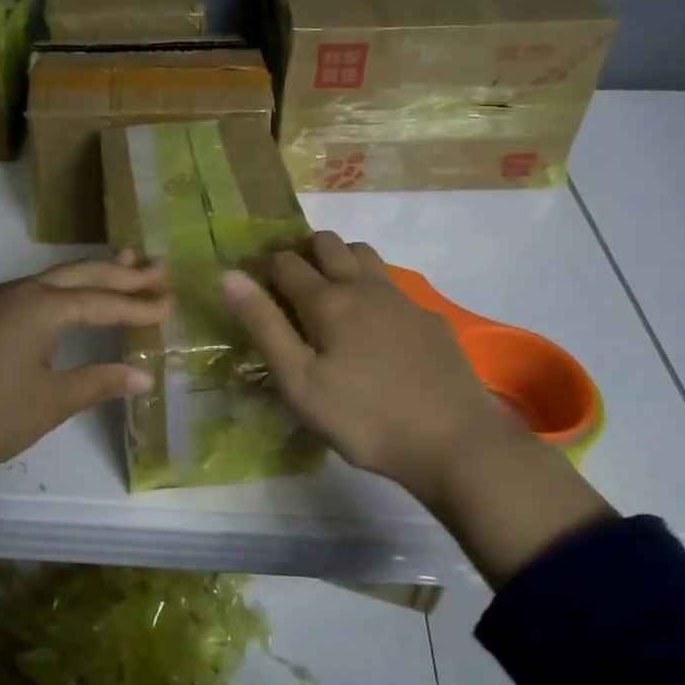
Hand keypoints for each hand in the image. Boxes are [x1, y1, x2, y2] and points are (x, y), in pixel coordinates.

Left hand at [0, 253, 170, 469]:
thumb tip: (143, 376)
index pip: (102, 302)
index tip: (170, 304)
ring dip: (91, 274)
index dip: (138, 305)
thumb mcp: (51, 401)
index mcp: (42, 308)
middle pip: (80, 275)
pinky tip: (70, 295)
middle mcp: (21, 293)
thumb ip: (99, 382)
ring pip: (55, 278)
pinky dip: (64, 288)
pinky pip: (35, 291)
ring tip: (124, 263)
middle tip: (157, 267)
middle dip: (121, 272)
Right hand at [221, 232, 504, 501]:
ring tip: (329, 293)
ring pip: (364, 254)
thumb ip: (264, 326)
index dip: (263, 265)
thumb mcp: (299, 382)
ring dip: (340, 260)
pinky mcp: (429, 318)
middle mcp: (363, 286)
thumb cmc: (363, 419)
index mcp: (326, 301)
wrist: (453, 442)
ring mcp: (401, 299)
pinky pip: (393, 285)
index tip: (253, 282)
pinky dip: (372, 288)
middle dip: (302, 252)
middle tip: (289, 284)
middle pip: (327, 243)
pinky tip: (375, 325)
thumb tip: (230, 275)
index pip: (285, 262)